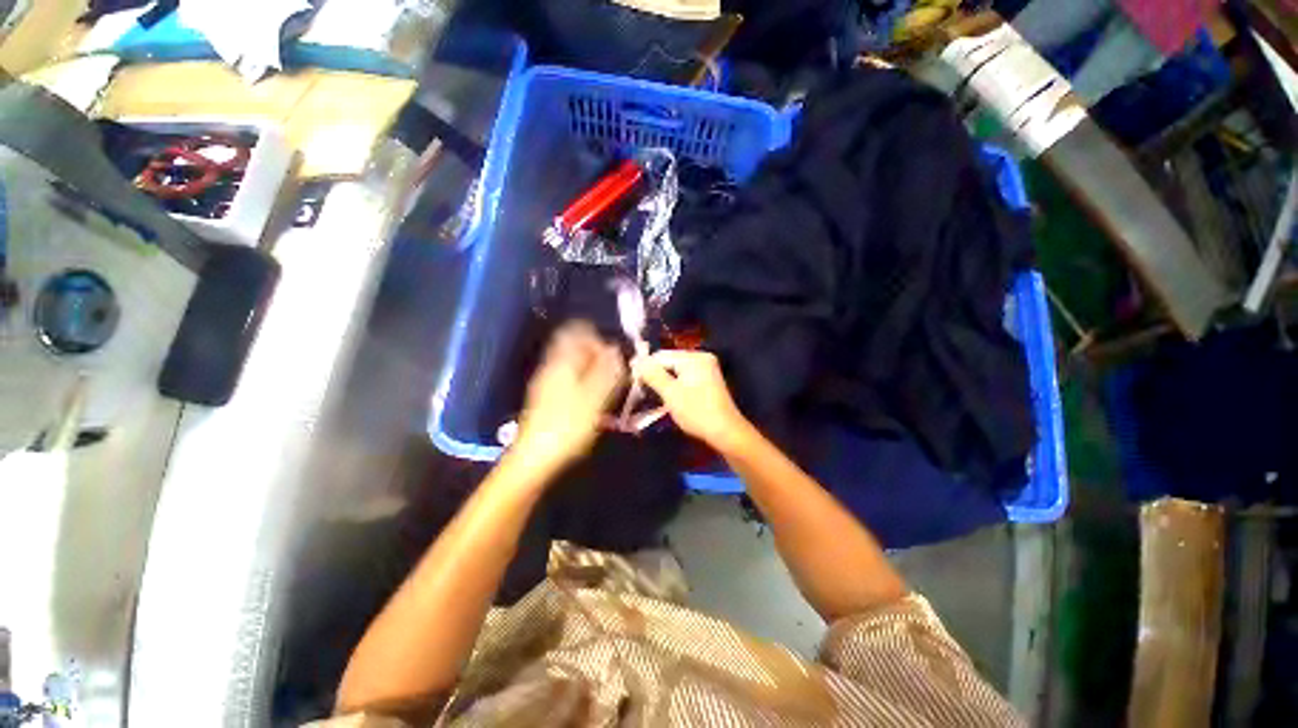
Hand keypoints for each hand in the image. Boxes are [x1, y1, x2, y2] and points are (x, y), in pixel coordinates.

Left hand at [513, 321, 624, 472]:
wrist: (535, 457)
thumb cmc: (568, 425)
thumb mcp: (595, 398)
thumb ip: (607, 371)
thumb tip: (616, 350)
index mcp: (562, 361)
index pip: (577, 330)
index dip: (598, 338)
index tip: (613, 356)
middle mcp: (552, 365)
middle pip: (575, 346)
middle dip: (597, 355)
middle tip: (613, 373)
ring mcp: (547, 381)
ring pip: (573, 363)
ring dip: (592, 369)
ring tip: (606, 388)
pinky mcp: (547, 396)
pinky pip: (569, 377)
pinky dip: (584, 382)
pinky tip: (593, 400)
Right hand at [632, 350, 749, 450]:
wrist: (726, 432)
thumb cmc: (696, 412)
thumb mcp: (671, 393)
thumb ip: (653, 375)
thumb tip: (636, 361)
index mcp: (694, 358)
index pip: (662, 356)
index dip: (645, 366)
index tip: (631, 379)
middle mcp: (701, 358)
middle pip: (669, 361)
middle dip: (654, 373)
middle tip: (639, 388)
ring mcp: (706, 369)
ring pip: (676, 370)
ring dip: (663, 380)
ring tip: (649, 392)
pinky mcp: (707, 380)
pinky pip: (684, 376)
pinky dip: (674, 384)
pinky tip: (666, 394)